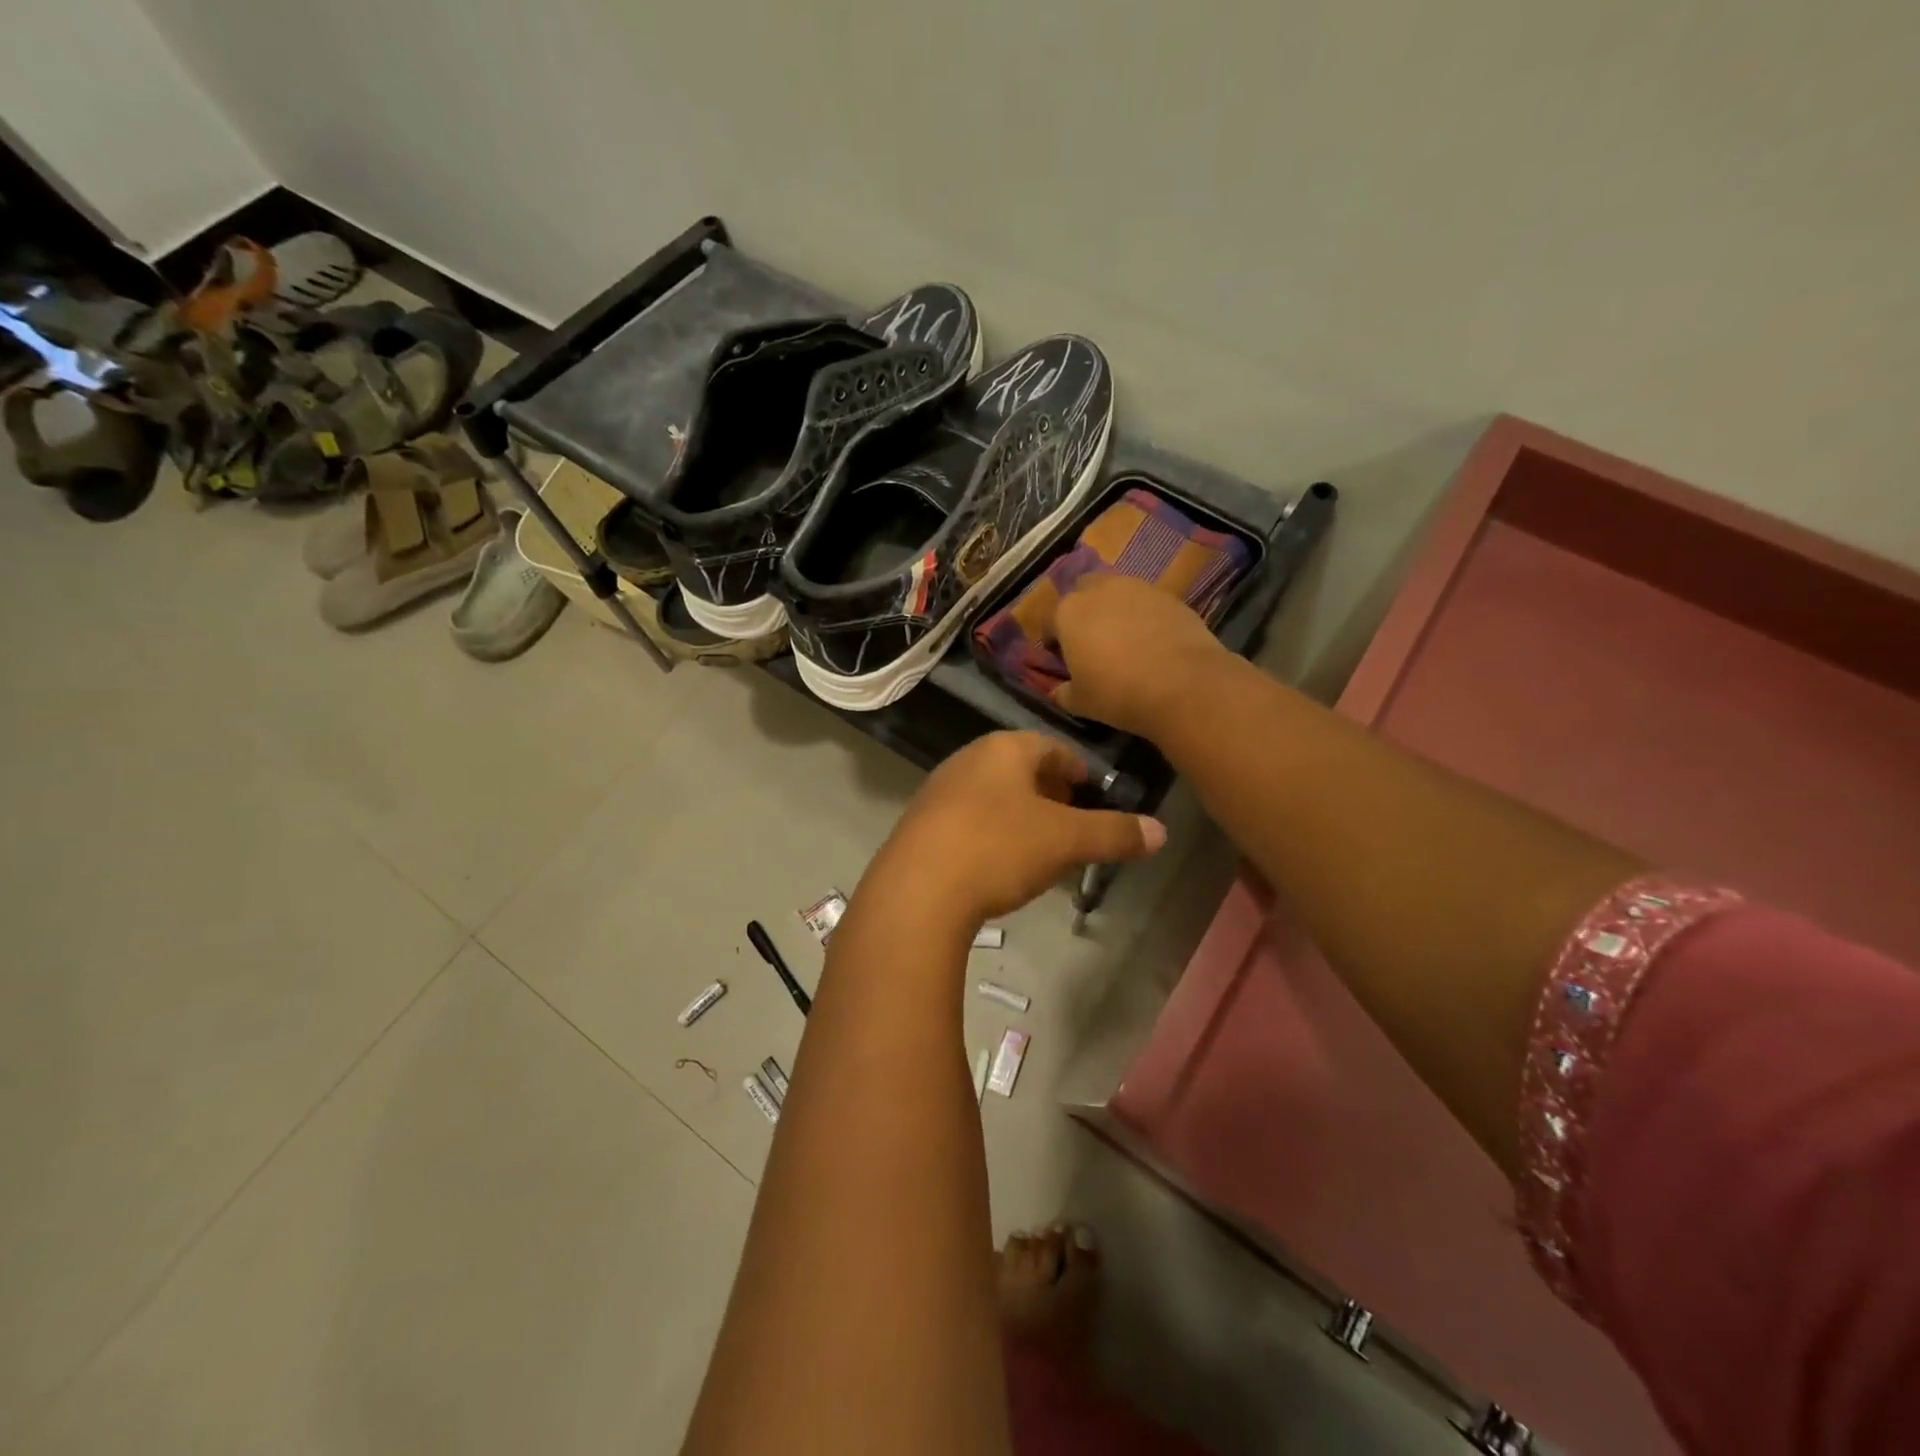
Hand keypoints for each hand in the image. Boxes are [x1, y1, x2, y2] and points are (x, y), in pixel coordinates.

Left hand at [863, 731, 1166, 929]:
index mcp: (1003, 749)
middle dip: (1049, 793)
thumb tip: (1161, 831)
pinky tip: (997, 864)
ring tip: (1038, 846)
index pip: (1051, 747)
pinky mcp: (919, 825)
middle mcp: (967, 760)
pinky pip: (966, 820)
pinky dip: (990, 834)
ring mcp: (938, 791)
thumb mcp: (1066, 841)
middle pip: (1019, 769)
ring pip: (991, 795)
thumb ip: (1114, 833)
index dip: (1077, 768)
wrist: (916, 892)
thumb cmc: (998, 848)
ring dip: (1018, 815)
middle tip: (1070, 821)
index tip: (1091, 792)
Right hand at [1048, 574, 1231, 735]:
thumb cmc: (1118, 693)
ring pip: (1117, 592)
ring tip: (1125, 640)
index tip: (1062, 660)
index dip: (1053, 641)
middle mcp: (1099, 590)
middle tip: (1092, 642)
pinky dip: (1144, 615)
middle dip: (1083, 612)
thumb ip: (1063, 693)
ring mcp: (1137, 587)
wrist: (1184, 684)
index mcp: (1068, 612)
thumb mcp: (1081, 702)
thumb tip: (1058, 691)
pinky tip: (1153, 641)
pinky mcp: (1169, 595)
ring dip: (1114, 609)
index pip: (1049, 620)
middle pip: (1082, 593)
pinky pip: (1146, 602)